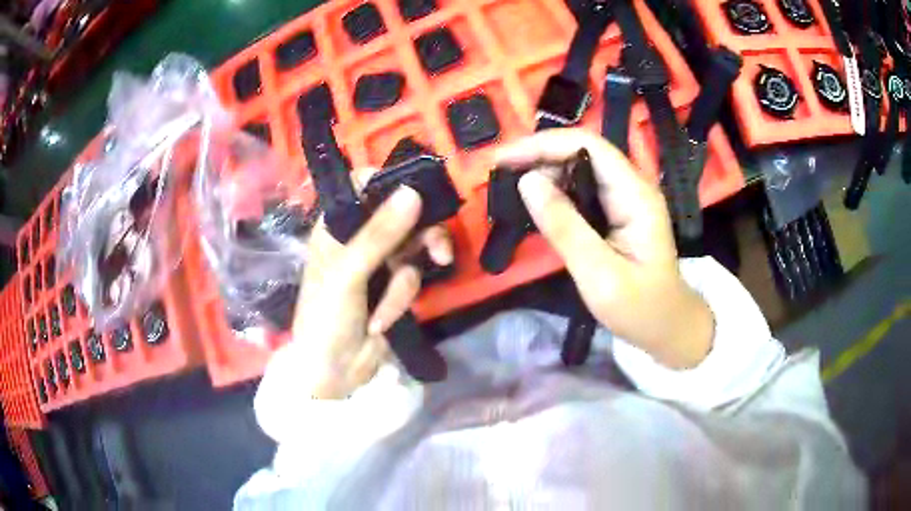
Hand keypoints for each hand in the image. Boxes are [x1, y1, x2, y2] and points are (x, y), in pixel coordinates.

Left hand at [270, 175, 452, 399]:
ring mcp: (379, 263)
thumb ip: (379, 234)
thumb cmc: (326, 318)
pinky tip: (381, 322)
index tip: (417, 192)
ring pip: (413, 250)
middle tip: (439, 251)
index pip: (363, 187)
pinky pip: (412, 279)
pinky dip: (399, 301)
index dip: (389, 183)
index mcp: (336, 227)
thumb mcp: (347, 274)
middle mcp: (359, 238)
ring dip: (403, 283)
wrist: (334, 373)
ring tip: (389, 306)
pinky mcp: (395, 287)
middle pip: (402, 215)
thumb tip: (413, 193)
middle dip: (421, 237)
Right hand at [496, 129, 713, 368]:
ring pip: (580, 167)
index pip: (588, 145)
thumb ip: (565, 228)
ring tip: (512, 188)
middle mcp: (632, 186)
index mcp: (635, 195)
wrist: (667, 327)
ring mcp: (626, 198)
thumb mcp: (599, 274)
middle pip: (583, 151)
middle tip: (501, 176)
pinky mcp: (618, 212)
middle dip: (540, 155)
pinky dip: (556, 190)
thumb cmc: (640, 308)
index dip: (544, 144)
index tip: (504, 160)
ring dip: (545, 171)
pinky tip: (537, 203)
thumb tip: (527, 181)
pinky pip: (583, 188)